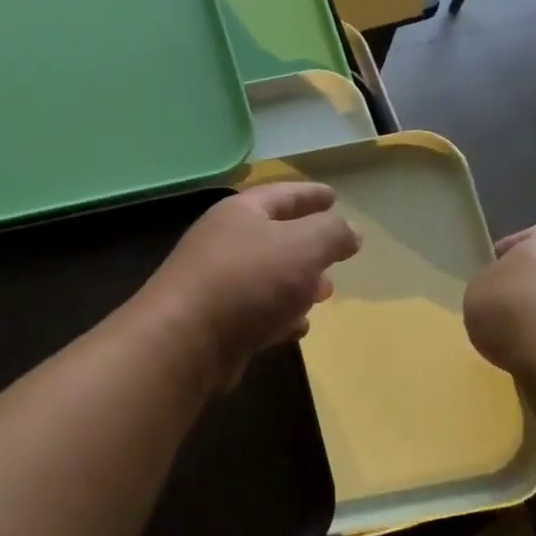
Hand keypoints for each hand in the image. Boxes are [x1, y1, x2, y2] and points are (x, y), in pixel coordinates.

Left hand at [136, 183, 360, 387]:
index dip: (310, 194)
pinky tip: (298, 327)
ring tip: (325, 293)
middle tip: (337, 255)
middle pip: (274, 237)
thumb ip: (332, 233)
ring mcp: (217, 284)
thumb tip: (351, 232)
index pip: (282, 194)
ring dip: (297, 284)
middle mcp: (225, 243)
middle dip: (308, 246)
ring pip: (268, 278)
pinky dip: (280, 317)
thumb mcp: (303, 246)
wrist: (184, 341)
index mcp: (241, 213)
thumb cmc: (248, 280)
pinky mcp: (217, 323)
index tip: (334, 196)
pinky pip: (257, 313)